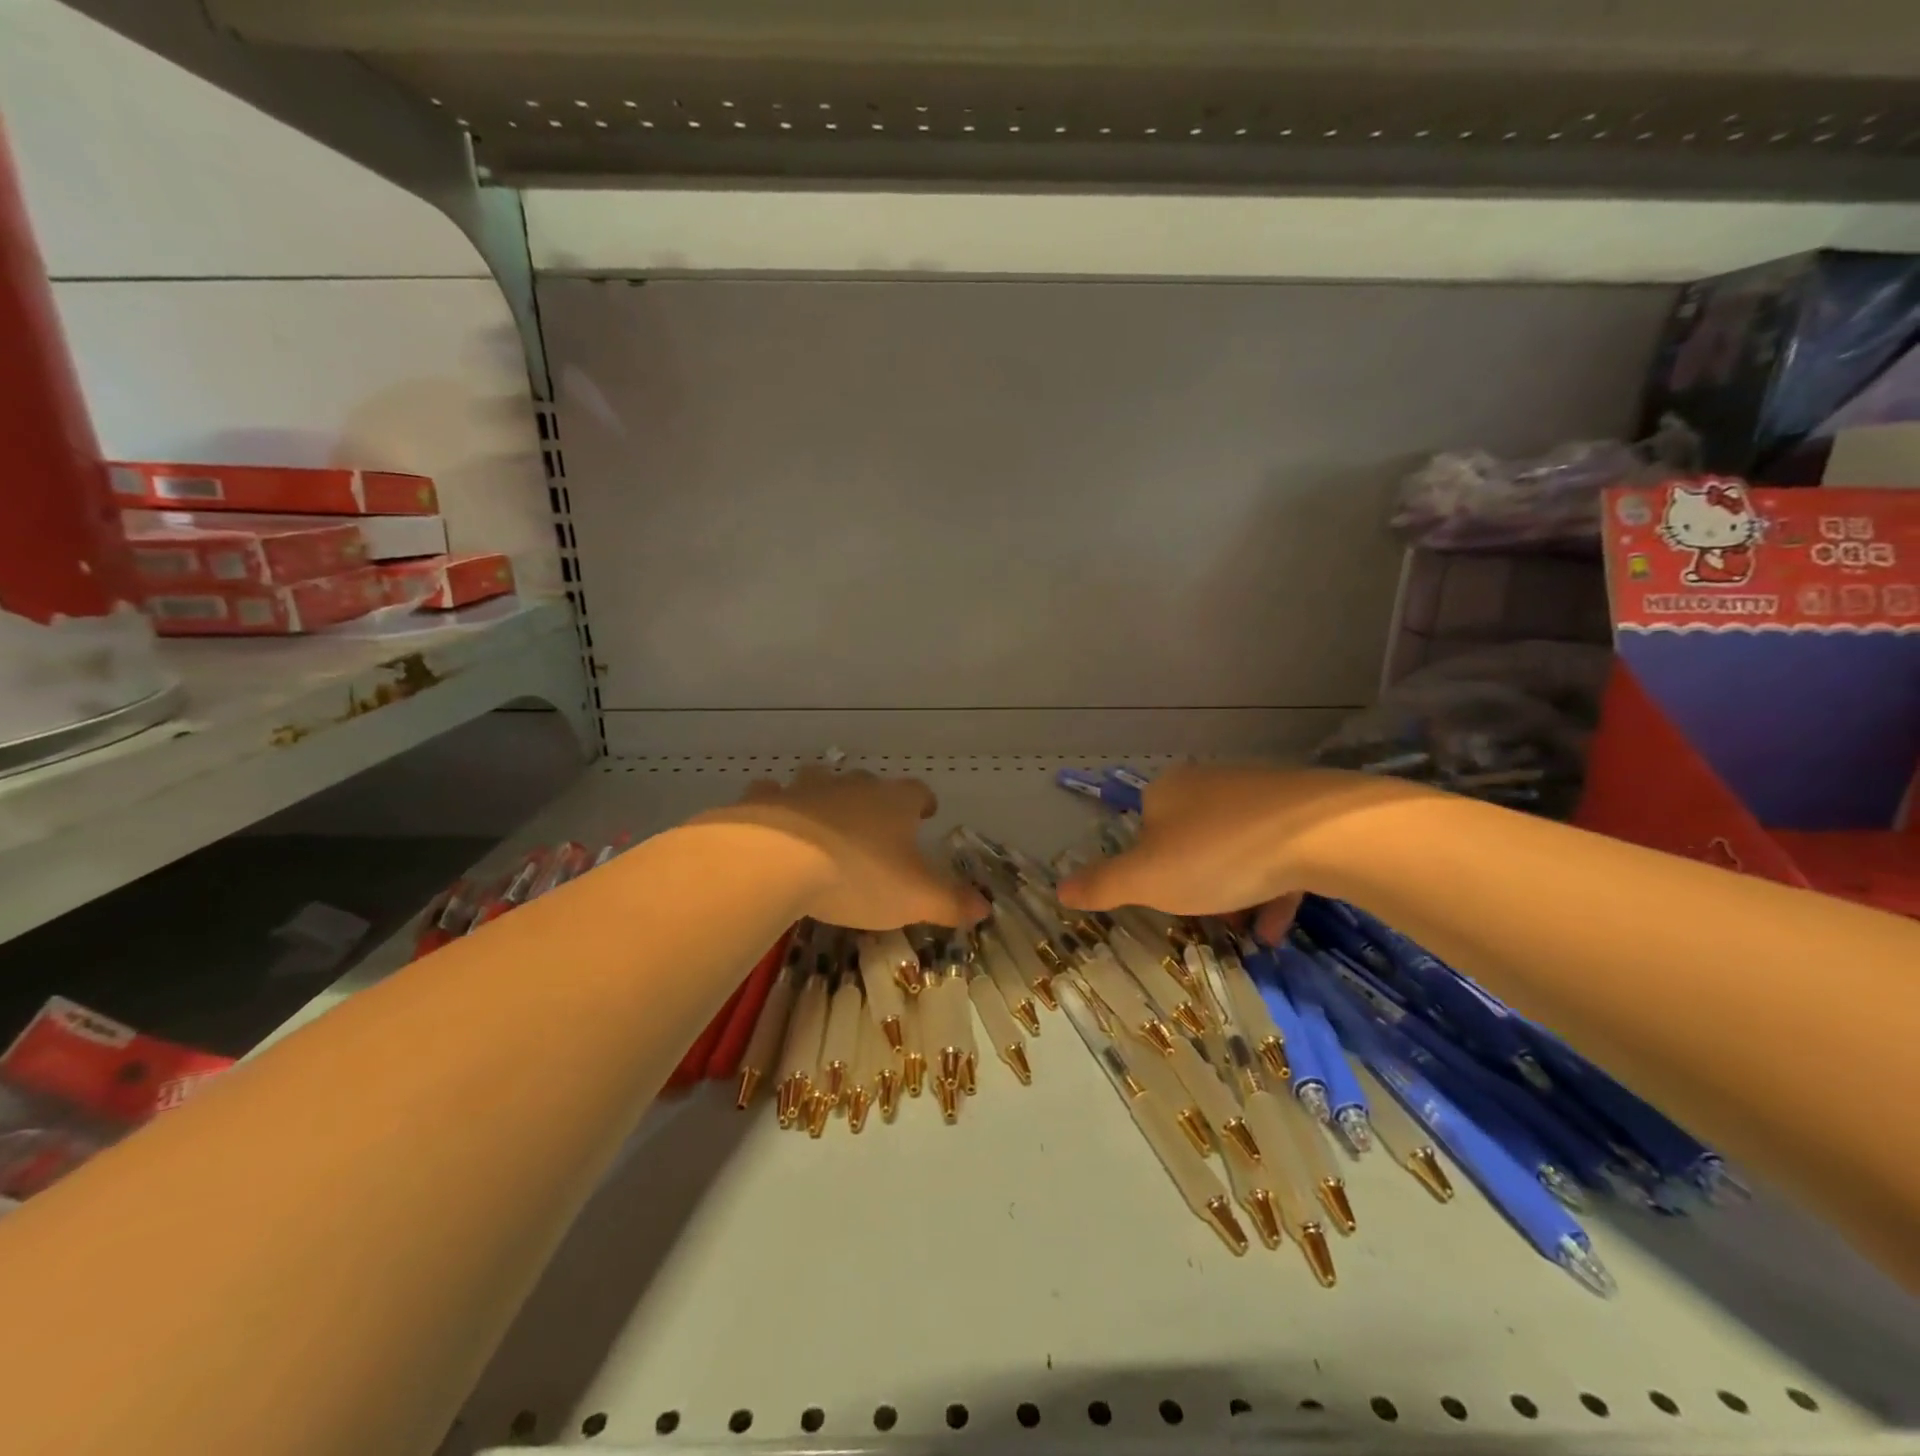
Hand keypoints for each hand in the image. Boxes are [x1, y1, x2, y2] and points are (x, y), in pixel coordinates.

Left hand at [698, 766, 987, 930]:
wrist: (778, 861)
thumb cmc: (858, 875)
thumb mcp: (915, 897)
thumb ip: (951, 902)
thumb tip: (985, 907)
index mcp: (893, 803)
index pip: (918, 792)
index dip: (924, 803)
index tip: (926, 813)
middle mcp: (853, 787)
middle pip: (869, 783)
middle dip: (874, 799)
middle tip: (875, 823)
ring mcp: (806, 789)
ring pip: (820, 780)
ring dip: (824, 794)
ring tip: (824, 817)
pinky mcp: (765, 801)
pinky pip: (772, 793)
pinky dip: (775, 804)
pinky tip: (772, 820)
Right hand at [1056, 765, 1430, 942]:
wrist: (1321, 833)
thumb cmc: (1217, 855)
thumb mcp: (1146, 879)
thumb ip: (1102, 884)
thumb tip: (1058, 888)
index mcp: (1167, 791)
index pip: (1145, 827)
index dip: (1150, 868)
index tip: (1166, 900)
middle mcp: (1210, 782)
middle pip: (1191, 840)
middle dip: (1196, 884)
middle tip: (1206, 920)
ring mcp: (1260, 793)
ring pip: (1237, 848)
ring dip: (1236, 893)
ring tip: (1247, 934)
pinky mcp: (1304, 810)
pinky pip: (1278, 852)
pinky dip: (1272, 888)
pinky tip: (1277, 926)